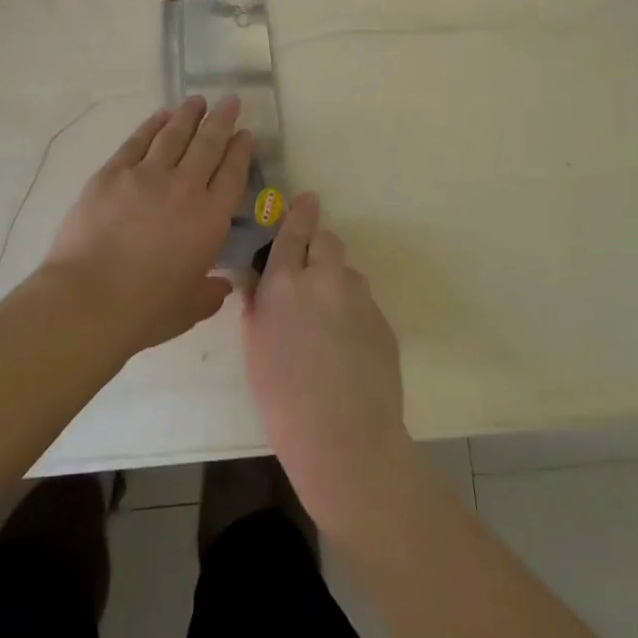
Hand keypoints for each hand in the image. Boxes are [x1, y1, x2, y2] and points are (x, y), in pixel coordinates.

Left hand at [41, 96, 252, 356]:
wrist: (89, 299)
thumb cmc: (145, 311)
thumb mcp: (189, 309)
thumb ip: (210, 293)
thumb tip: (222, 285)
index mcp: (210, 219)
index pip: (233, 173)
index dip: (241, 151)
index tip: (245, 135)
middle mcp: (185, 187)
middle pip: (208, 144)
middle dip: (222, 120)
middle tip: (230, 101)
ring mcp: (147, 175)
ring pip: (174, 134)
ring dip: (188, 115)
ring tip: (197, 100)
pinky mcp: (113, 173)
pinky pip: (138, 140)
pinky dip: (152, 124)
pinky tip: (161, 115)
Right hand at [241, 194, 411, 536]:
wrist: (345, 438)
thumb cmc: (282, 398)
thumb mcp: (255, 348)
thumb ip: (257, 305)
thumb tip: (259, 282)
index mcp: (285, 283)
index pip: (293, 232)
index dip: (300, 213)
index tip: (308, 198)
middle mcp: (325, 279)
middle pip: (327, 241)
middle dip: (318, 247)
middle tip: (309, 274)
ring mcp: (359, 298)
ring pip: (347, 274)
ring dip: (336, 284)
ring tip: (328, 324)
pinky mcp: (383, 321)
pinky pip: (364, 304)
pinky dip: (353, 313)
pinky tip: (347, 348)